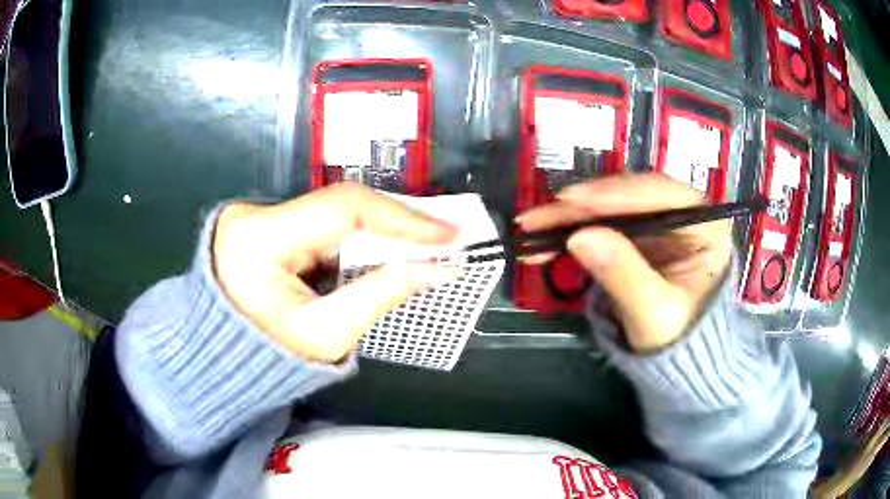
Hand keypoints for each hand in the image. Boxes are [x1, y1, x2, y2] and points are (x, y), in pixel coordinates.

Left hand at [212, 183, 456, 362]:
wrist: (221, 362)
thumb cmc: (266, 360)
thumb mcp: (326, 335)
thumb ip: (382, 294)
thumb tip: (438, 268)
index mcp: (258, 239)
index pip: (341, 209)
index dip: (401, 218)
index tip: (448, 234)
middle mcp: (254, 215)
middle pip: (339, 207)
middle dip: (394, 224)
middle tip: (442, 238)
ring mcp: (258, 217)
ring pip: (333, 215)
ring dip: (377, 232)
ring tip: (421, 246)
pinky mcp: (265, 226)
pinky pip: (321, 226)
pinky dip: (355, 240)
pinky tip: (382, 252)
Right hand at [516, 174, 731, 352]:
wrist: (677, 361)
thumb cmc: (678, 340)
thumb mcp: (654, 314)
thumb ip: (624, 275)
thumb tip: (579, 236)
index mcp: (705, 226)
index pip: (661, 194)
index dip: (614, 194)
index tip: (570, 200)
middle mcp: (684, 215)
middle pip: (630, 197)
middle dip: (582, 206)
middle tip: (538, 217)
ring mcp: (660, 223)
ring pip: (611, 208)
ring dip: (570, 217)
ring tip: (531, 227)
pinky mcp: (640, 236)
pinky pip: (603, 225)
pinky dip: (573, 232)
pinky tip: (545, 240)